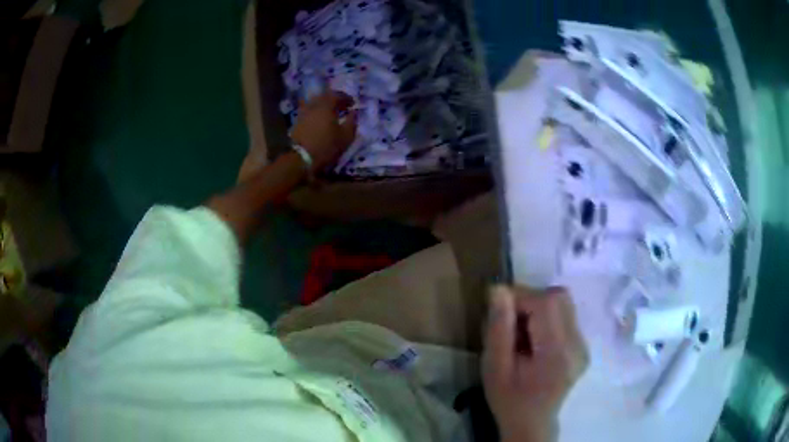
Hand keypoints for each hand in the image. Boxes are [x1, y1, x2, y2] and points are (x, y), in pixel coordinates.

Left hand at [291, 91, 357, 171]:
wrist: (302, 158)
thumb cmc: (326, 146)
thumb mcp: (346, 136)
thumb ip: (352, 122)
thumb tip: (354, 112)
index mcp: (326, 106)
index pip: (337, 95)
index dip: (346, 98)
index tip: (353, 103)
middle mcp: (313, 105)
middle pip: (324, 96)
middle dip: (334, 99)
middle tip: (341, 106)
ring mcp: (303, 113)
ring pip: (315, 103)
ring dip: (323, 105)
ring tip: (330, 112)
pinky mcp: (297, 122)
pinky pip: (308, 111)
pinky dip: (316, 112)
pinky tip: (319, 119)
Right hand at [482, 286, 588, 441]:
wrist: (532, 423)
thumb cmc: (509, 399)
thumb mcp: (494, 368)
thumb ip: (498, 329)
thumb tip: (498, 289)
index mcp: (557, 353)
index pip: (546, 303)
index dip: (521, 296)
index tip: (498, 308)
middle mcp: (578, 344)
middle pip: (559, 297)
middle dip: (530, 299)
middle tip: (509, 320)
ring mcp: (583, 345)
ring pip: (563, 303)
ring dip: (538, 308)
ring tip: (521, 332)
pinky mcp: (582, 345)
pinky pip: (565, 316)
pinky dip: (546, 318)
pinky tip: (533, 340)